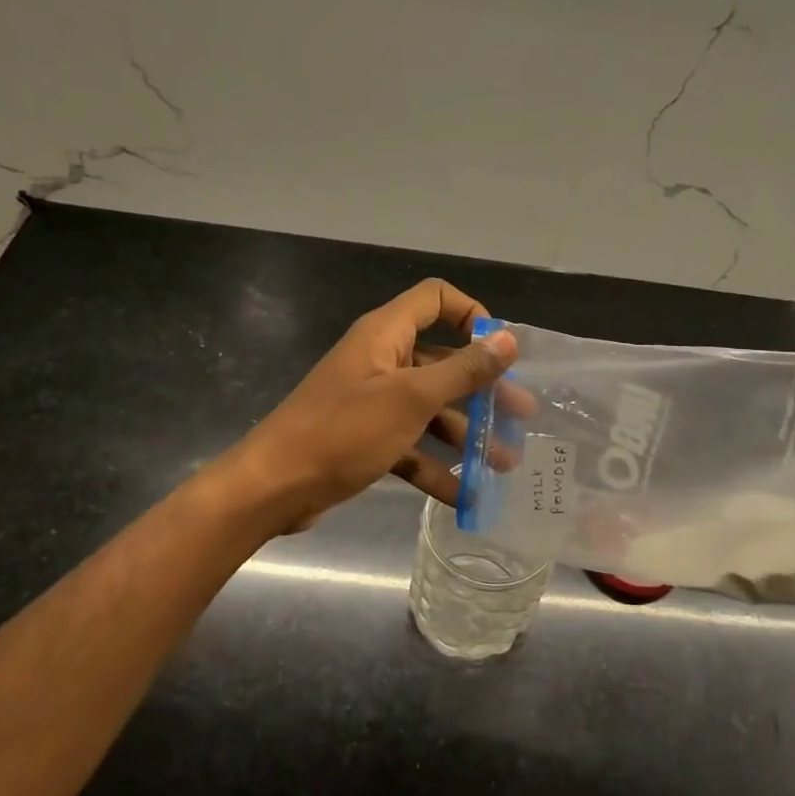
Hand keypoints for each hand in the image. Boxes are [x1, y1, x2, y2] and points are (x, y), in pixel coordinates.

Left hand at [221, 279, 517, 533]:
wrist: (273, 488)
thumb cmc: (343, 432)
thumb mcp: (411, 399)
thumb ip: (463, 370)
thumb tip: (508, 339)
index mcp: (386, 335)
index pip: (435, 299)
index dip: (471, 315)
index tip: (499, 351)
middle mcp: (382, 361)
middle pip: (443, 362)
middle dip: (483, 390)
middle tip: (522, 415)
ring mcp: (373, 402)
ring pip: (431, 409)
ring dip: (466, 434)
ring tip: (504, 464)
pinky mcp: (366, 438)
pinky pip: (411, 444)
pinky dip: (437, 467)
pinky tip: (467, 496)